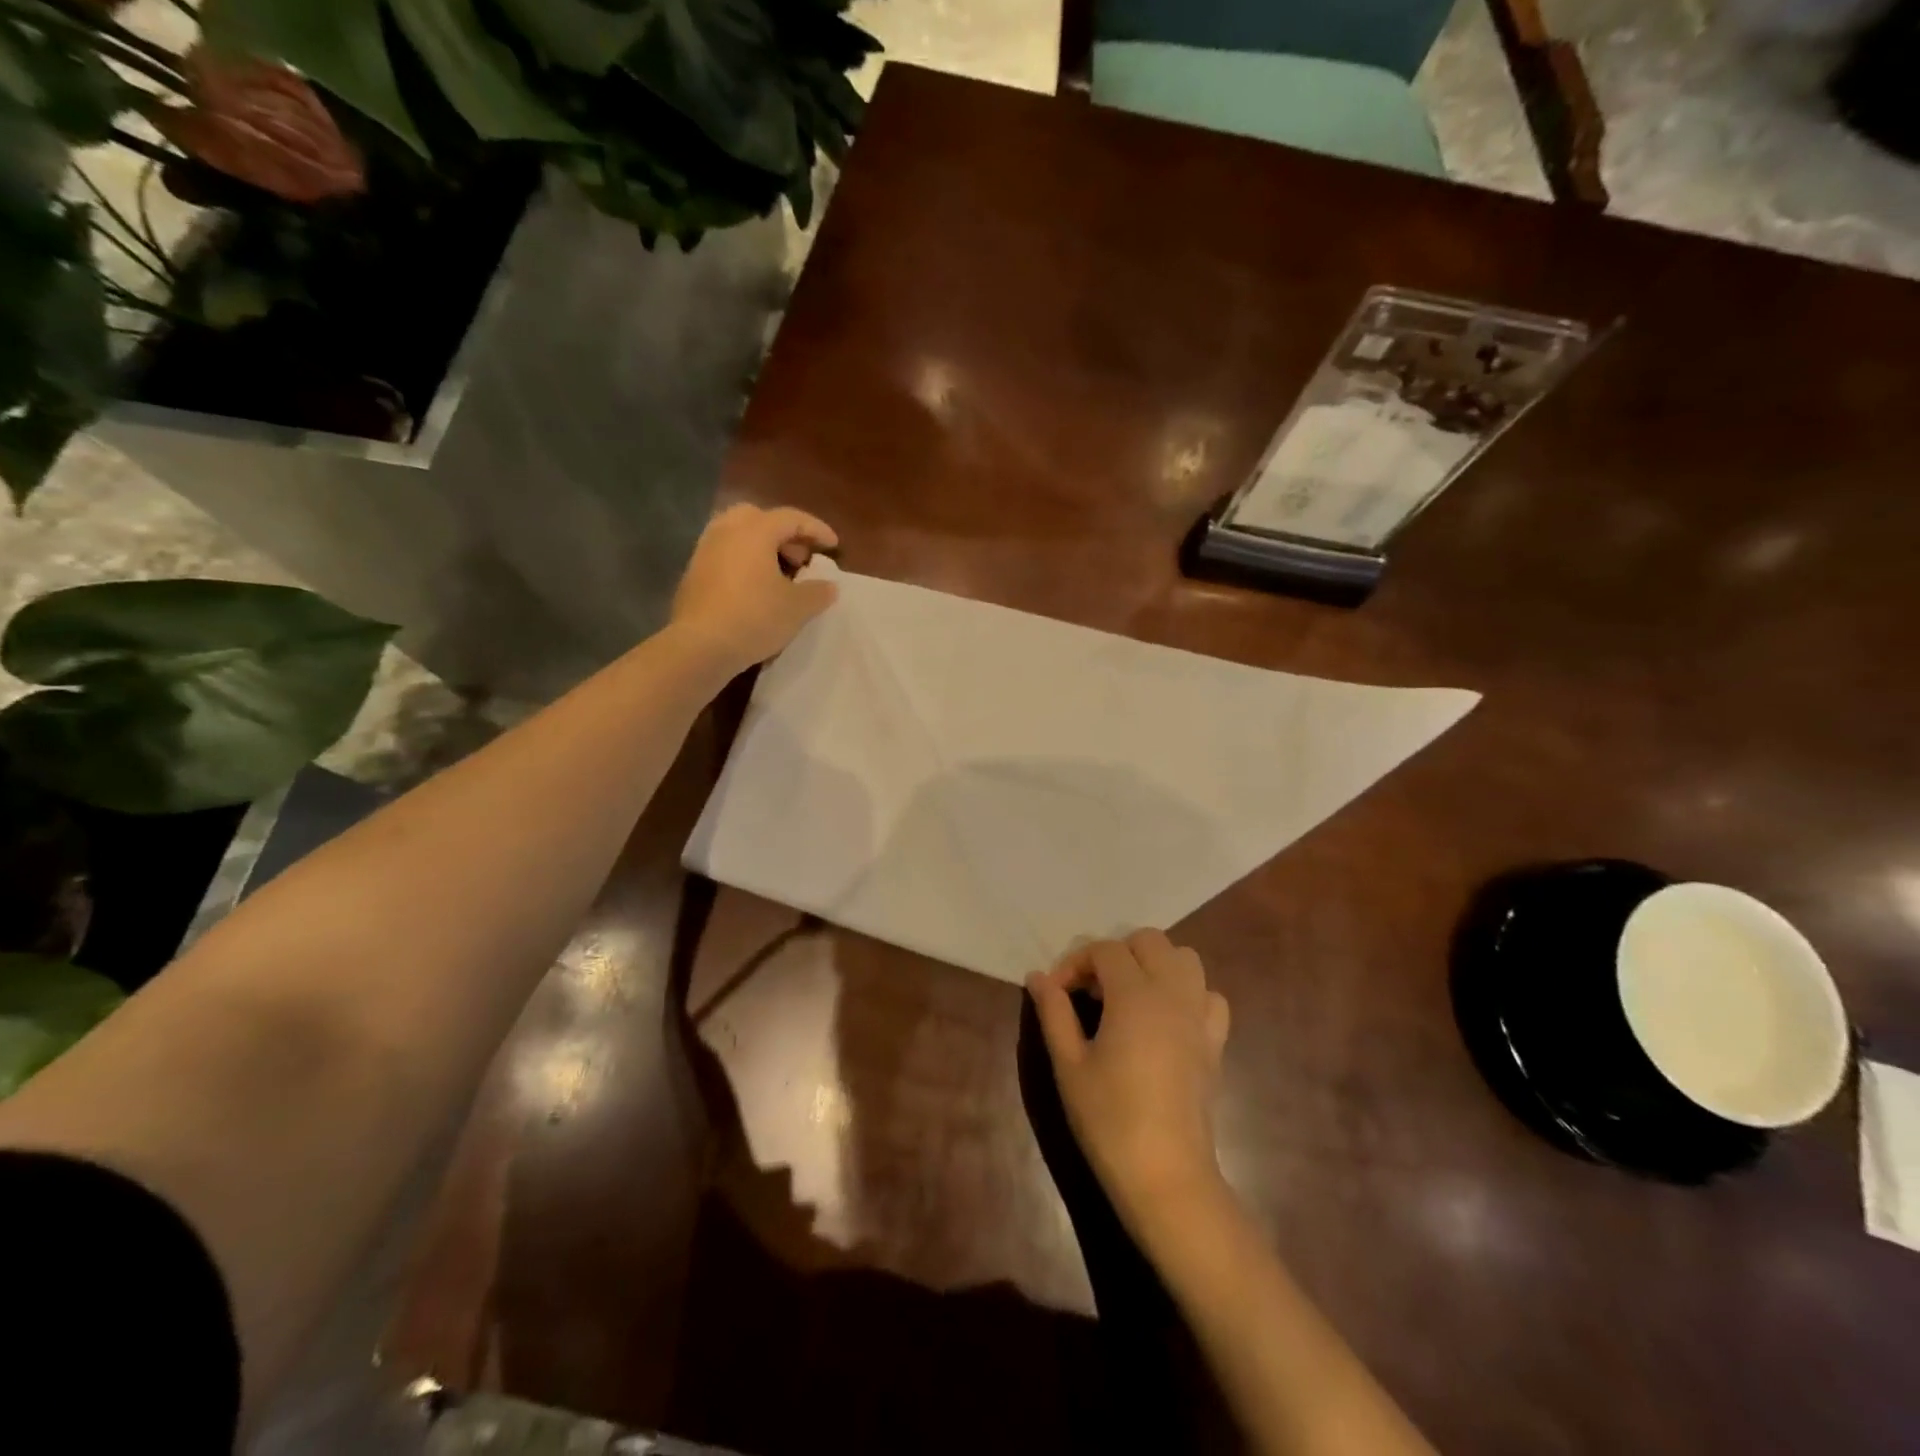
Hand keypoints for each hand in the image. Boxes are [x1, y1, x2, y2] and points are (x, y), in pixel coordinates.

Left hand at [670, 503, 839, 673]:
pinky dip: (744, 562)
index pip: (791, 518)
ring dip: (762, 548)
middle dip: (784, 534)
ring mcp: (704, 551)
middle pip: (759, 518)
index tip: (834, 546)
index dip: (816, 529)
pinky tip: (755, 589)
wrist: (700, 646)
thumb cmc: (755, 618)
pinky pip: (725, 555)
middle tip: (801, 558)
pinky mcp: (693, 573)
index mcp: (755, 531)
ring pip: (738, 535)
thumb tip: (829, 586)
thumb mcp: (798, 607)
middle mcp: (726, 531)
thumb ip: (818, 592)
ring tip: (779, 574)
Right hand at [1027, 930, 1231, 1232]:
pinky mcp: (1215, 1041)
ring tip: (1127, 996)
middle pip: (1148, 941)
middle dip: (1116, 954)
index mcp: (1134, 994)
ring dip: (1154, 964)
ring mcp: (1200, 1015)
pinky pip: (1208, 994)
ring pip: (1184, 958)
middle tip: (1091, 991)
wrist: (1166, 1174)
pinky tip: (1165, 1019)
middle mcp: (1173, 992)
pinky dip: (1186, 993)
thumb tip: (1038, 977)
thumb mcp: (1068, 1064)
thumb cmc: (1109, 1118)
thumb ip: (1054, 1012)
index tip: (1056, 992)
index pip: (1104, 949)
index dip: (1075, 962)